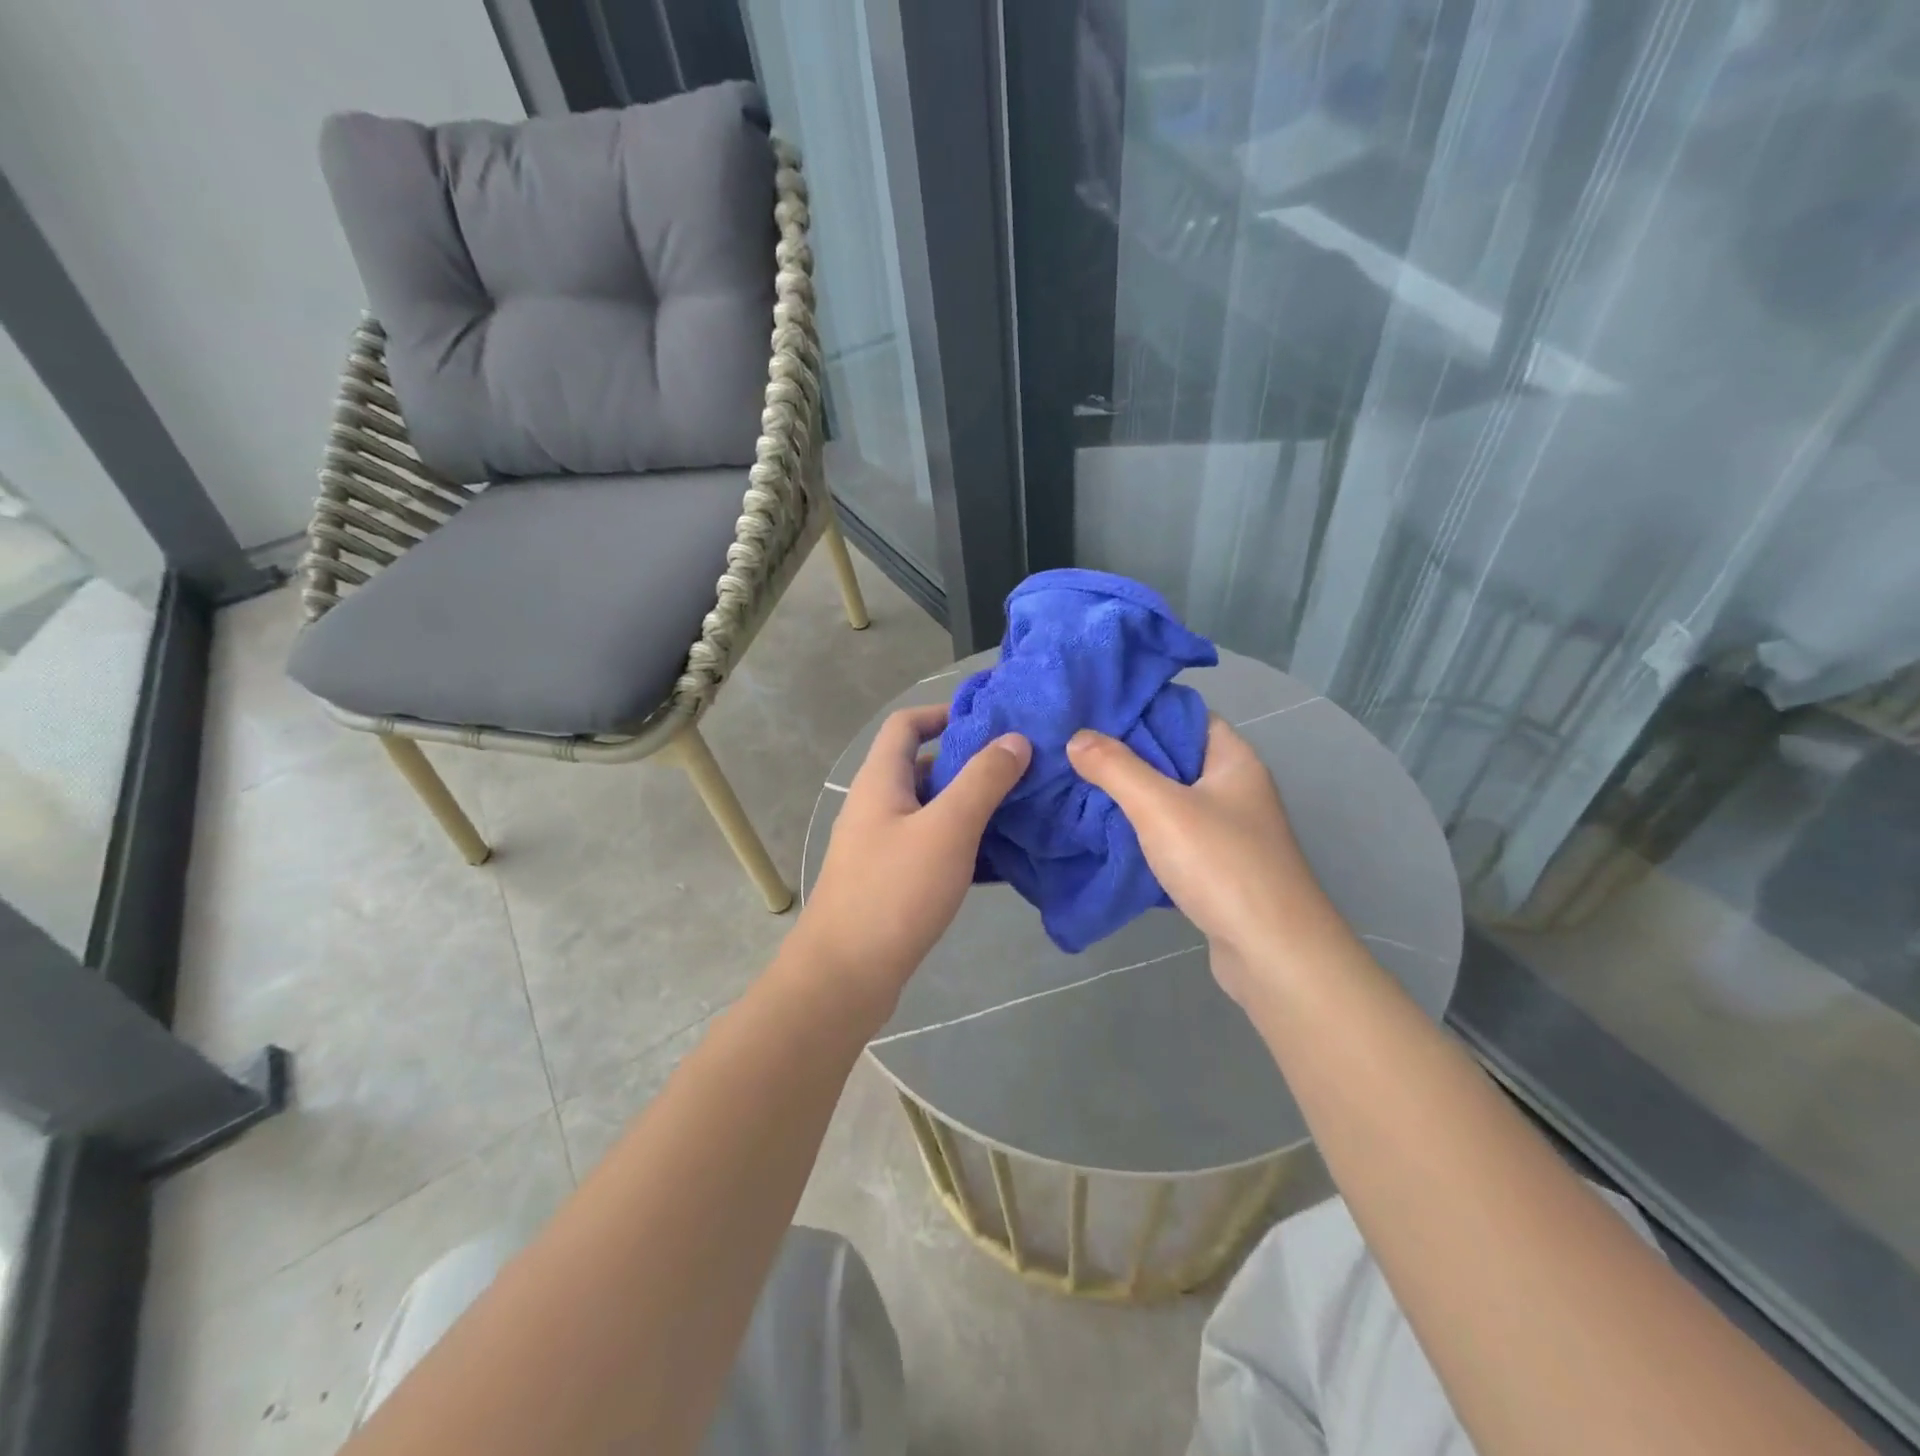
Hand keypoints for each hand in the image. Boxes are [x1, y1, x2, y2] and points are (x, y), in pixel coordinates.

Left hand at [794, 704, 1029, 1001]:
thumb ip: (983, 780)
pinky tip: (1000, 861)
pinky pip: (932, 849)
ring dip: (971, 808)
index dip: (943, 713)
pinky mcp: (890, 882)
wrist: (845, 977)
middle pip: (923, 768)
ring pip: (932, 812)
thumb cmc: (894, 892)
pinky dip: (963, 846)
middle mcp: (876, 807)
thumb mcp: (948, 829)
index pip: (906, 725)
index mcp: (880, 781)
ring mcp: (881, 847)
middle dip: (970, 765)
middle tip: (1020, 770)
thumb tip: (1015, 740)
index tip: (989, 721)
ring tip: (1021, 812)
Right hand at [1067, 716, 1350, 1004]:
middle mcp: (1234, 787)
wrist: (1272, 953)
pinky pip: (1172, 834)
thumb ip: (1116, 768)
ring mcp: (1228, 829)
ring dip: (1131, 795)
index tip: (1092, 712)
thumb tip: (1077, 737)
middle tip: (1074, 749)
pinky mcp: (1216, 866)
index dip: (1141, 709)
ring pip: (1170, 798)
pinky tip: (1107, 830)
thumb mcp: (1160, 807)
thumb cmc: (1221, 865)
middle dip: (1126, 754)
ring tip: (1080, 785)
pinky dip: (1143, 830)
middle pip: (1173, 756)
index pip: (1184, 714)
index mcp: (1232, 759)